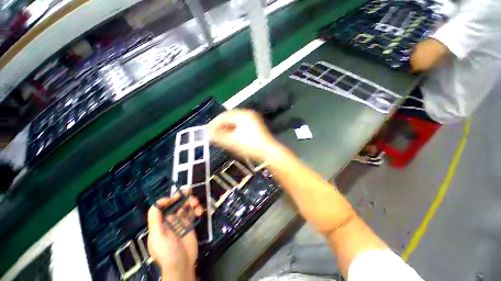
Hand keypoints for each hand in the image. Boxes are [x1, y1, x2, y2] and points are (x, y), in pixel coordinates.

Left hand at [147, 195, 202, 280]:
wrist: (182, 264)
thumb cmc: (167, 251)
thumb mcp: (157, 237)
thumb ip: (155, 220)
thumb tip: (157, 203)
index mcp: (160, 222)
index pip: (161, 206)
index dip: (167, 199)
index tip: (176, 197)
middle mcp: (170, 219)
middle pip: (175, 203)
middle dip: (182, 196)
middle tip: (189, 191)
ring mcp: (181, 221)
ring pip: (186, 206)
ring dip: (192, 201)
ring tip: (196, 204)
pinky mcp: (190, 223)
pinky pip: (193, 212)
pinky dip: (197, 209)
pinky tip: (199, 212)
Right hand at [208, 110, 279, 161]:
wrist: (269, 153)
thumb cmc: (251, 146)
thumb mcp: (232, 141)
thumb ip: (218, 137)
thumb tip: (207, 134)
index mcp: (243, 115)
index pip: (224, 115)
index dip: (214, 123)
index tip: (207, 131)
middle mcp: (248, 114)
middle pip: (229, 118)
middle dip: (220, 126)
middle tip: (213, 135)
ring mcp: (252, 120)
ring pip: (235, 123)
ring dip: (226, 129)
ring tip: (219, 137)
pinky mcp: (254, 127)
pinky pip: (240, 126)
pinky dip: (233, 131)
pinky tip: (229, 137)